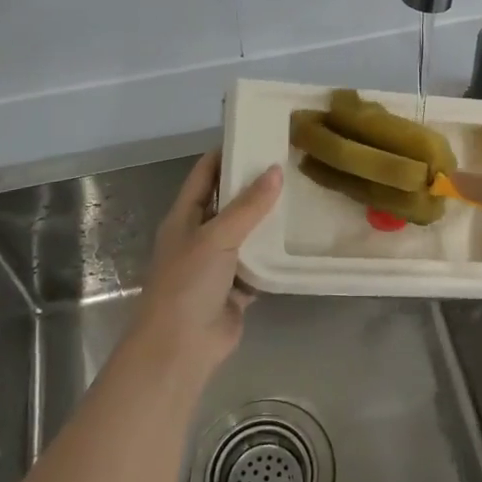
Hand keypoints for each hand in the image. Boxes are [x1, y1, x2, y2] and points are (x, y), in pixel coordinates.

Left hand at [130, 151, 281, 378]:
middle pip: (229, 202)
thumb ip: (248, 206)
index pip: (205, 174)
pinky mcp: (236, 289)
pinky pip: (259, 264)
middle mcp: (200, 236)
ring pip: (246, 233)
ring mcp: (218, 264)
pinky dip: (275, 255)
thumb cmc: (188, 283)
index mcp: (185, 217)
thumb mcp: (217, 236)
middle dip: (254, 185)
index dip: (226, 153)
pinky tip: (299, 238)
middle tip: (290, 162)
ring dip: (267, 220)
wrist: (180, 348)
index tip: (256, 133)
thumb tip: (275, 170)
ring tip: (301, 194)